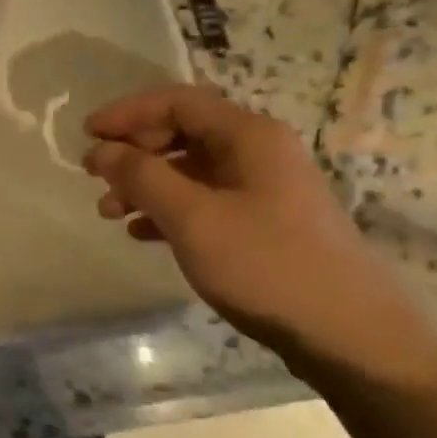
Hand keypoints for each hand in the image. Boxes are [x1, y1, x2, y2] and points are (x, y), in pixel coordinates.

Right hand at [82, 85, 431, 373]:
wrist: (350, 337)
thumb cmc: (266, 264)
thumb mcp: (192, 217)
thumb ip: (141, 176)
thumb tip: (102, 149)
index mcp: (248, 135)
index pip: (177, 101)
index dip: (127, 112)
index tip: (86, 133)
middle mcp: (258, 151)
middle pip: (183, 132)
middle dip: (134, 151)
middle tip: (95, 176)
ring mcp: (264, 188)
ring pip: (191, 170)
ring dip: (146, 184)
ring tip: (109, 212)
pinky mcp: (265, 223)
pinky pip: (205, 200)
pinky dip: (169, 209)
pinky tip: (142, 233)